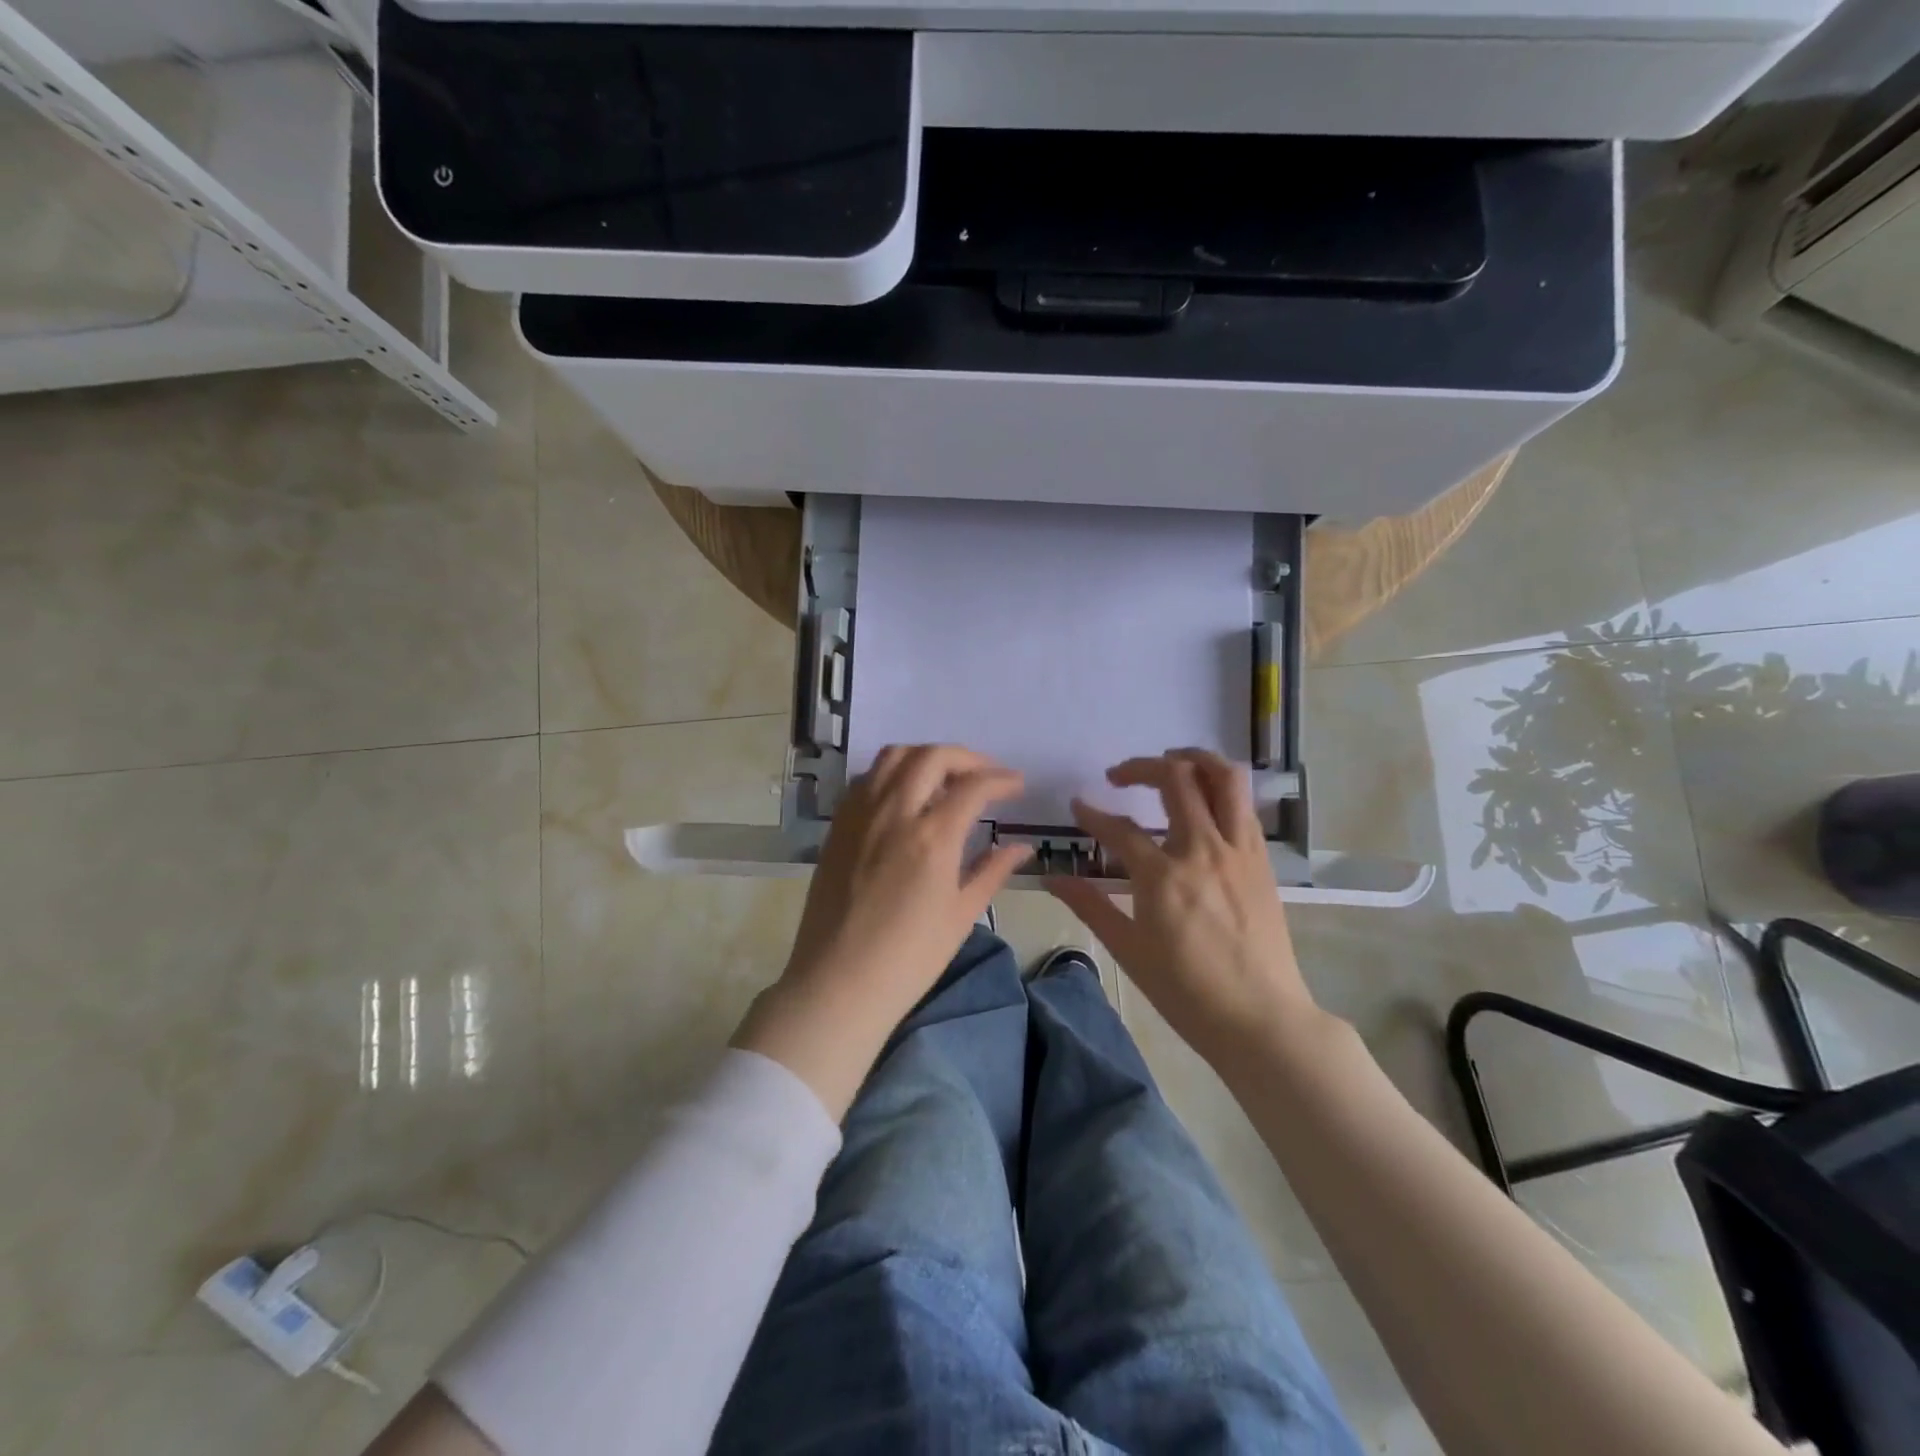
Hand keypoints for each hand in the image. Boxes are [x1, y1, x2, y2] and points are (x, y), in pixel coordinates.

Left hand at [734, 745, 1032, 1117]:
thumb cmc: (909, 958)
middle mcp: (894, 812)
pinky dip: (892, 773)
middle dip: (966, 758)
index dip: (1001, 780)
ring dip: (925, 757)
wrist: (838, 984)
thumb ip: (992, 871)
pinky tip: (905, 797)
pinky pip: (867, 779)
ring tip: (944, 780)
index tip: (1017, 785)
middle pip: (931, 757)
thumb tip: (1022, 847)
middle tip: (984, 776)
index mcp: (932, 836)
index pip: (973, 786)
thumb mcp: (961, 915)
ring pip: (893, 757)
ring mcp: (860, 815)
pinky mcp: (838, 826)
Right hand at [1047, 748, 1323, 1066]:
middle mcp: (1203, 850)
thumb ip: (1090, 906)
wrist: (1261, 1019)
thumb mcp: (1129, 950)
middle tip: (1119, 776)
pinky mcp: (1262, 860)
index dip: (1092, 814)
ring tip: (1171, 763)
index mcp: (1163, 876)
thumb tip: (1052, 878)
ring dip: (1194, 759)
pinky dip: (1221, 789)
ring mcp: (1238, 851)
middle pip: (1176, 780)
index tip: (1077, 805)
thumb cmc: (1186, 991)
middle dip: (1141, 767)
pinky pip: (1243, 806)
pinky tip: (1205, 802)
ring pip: (1224, 779)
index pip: (1118, 829)